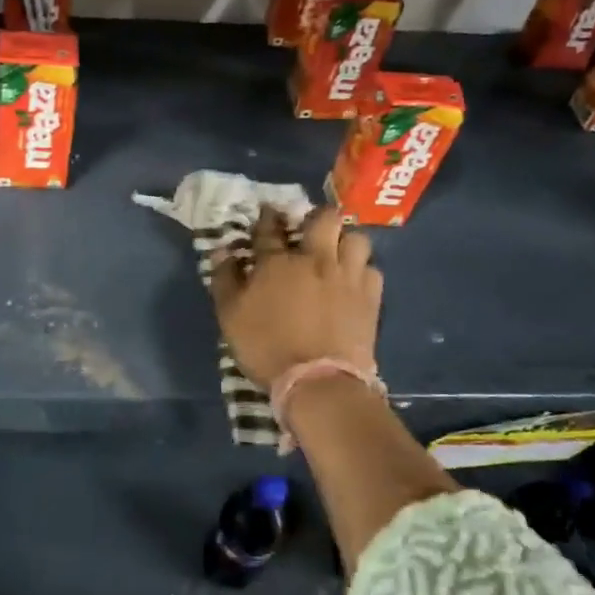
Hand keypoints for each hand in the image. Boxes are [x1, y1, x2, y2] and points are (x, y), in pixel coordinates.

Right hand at [210, 206, 382, 387]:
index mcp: (277, 262)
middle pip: (324, 219)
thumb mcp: (230, 316)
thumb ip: (225, 280)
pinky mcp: (371, 297)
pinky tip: (353, 281)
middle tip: (309, 229)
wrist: (318, 381)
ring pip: (356, 238)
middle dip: (316, 217)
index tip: (266, 213)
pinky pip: (372, 269)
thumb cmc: (266, 347)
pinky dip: (362, 270)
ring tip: (337, 252)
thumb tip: (222, 252)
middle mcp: (316, 259)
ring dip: (345, 240)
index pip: (269, 228)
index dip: (266, 217)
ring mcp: (347, 276)